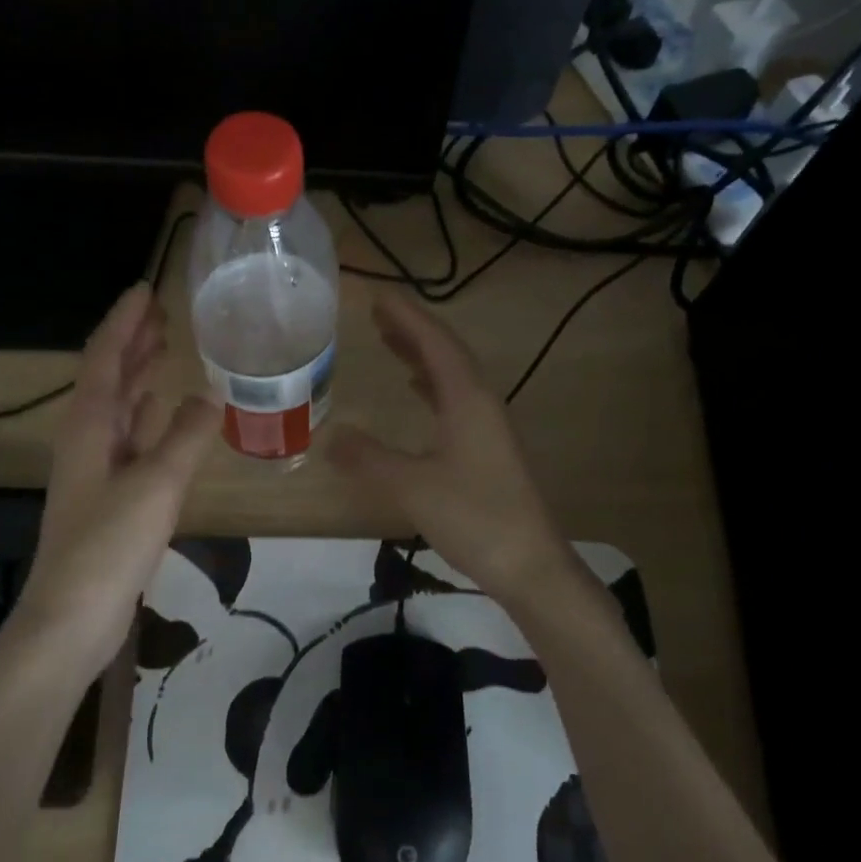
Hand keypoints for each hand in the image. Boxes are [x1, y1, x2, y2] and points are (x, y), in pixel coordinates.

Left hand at [19, 283, 219, 674]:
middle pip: (109, 376)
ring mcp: (97, 467)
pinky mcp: (110, 493)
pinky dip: (148, 416)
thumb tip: (212, 394)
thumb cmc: (109, 544)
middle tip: (164, 312)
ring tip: (166, 347)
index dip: (124, 321)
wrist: (73, 617)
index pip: (105, 357)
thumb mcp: (156, 484)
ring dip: (140, 374)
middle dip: (133, 341)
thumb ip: (186, 436)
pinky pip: (131, 436)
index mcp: (89, 425)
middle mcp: (87, 437)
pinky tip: (165, 411)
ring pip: (120, 405)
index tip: (146, 289)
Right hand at [329, 291, 575, 603]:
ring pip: (452, 377)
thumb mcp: (413, 486)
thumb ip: (369, 459)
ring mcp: (489, 427)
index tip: (378, 295)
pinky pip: (456, 401)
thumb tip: (330, 436)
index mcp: (468, 400)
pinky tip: (418, 393)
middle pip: (446, 353)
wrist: (530, 565)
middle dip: (412, 331)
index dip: (406, 317)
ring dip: (422, 357)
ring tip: (390, 343)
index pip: (435, 343)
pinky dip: (433, 386)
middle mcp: (482, 403)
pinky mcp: (489, 449)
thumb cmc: (474, 517)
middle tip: (377, 315)